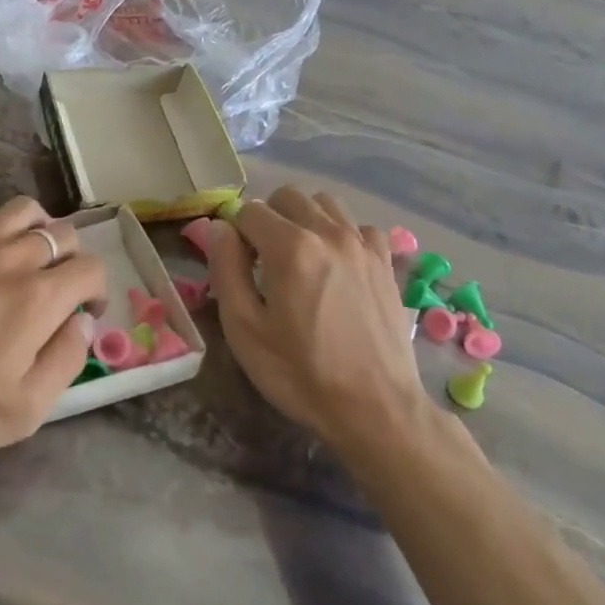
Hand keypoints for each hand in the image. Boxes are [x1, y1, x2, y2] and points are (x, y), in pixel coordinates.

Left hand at [0, 197, 105, 478]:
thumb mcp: (23, 411)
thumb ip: (66, 361)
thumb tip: (82, 322)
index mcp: (38, 298)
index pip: (91, 269)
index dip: (98, 291)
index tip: (84, 314)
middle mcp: (11, 258)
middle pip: (65, 234)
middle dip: (74, 261)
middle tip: (59, 292)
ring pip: (26, 210)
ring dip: (40, 231)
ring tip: (30, 260)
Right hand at [205, 188, 432, 453]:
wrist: (376, 409)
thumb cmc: (301, 373)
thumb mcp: (245, 329)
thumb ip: (226, 269)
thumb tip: (219, 228)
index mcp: (291, 247)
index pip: (249, 211)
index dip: (236, 235)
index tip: (239, 268)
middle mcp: (329, 233)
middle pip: (287, 196)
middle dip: (268, 218)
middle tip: (264, 260)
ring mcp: (363, 245)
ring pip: (325, 204)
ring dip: (304, 219)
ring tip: (300, 259)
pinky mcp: (386, 262)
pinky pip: (358, 226)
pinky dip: (341, 235)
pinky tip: (337, 266)